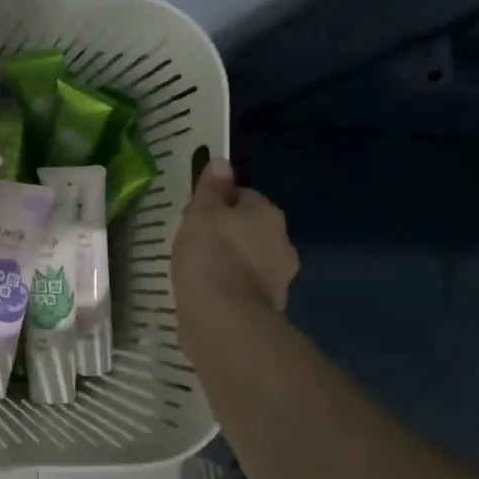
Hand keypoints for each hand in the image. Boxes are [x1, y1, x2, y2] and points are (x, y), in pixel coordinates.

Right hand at [172, 159, 298, 336]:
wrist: (223, 317)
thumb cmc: (209, 254)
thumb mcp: (201, 212)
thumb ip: (212, 187)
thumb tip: (223, 162)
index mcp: (268, 213)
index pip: (244, 196)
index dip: (219, 203)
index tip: (197, 216)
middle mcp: (282, 242)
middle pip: (251, 228)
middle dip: (229, 233)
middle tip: (196, 242)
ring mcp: (280, 277)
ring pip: (251, 259)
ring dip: (232, 261)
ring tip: (200, 270)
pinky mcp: (269, 306)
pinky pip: (247, 286)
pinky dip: (232, 287)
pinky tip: (209, 293)